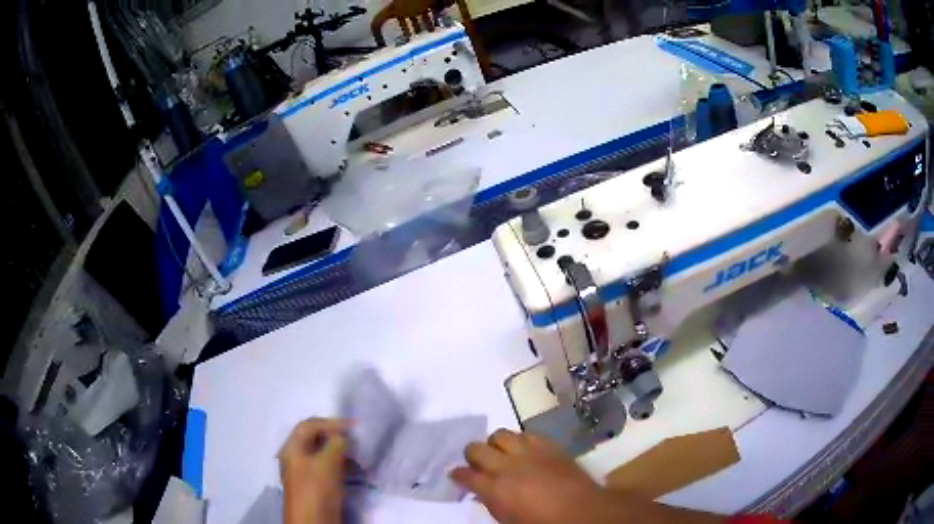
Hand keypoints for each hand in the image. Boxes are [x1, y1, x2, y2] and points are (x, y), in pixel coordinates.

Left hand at [279, 418, 347, 523]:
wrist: (314, 522)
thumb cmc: (317, 489)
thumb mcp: (328, 462)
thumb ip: (336, 443)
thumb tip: (344, 436)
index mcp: (292, 448)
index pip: (310, 425)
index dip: (331, 422)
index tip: (355, 426)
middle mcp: (295, 457)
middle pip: (314, 439)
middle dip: (335, 436)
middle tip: (356, 439)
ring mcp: (304, 472)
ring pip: (322, 454)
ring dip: (340, 451)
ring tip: (358, 455)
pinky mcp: (315, 486)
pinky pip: (327, 468)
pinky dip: (340, 465)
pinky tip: (353, 469)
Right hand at [450, 429, 617, 523]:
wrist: (581, 510)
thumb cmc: (542, 523)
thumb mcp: (508, 521)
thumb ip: (491, 503)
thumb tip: (481, 492)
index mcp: (495, 489)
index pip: (465, 474)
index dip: (457, 474)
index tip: (456, 475)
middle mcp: (507, 466)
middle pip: (475, 448)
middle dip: (472, 455)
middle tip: (477, 463)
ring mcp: (528, 453)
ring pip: (500, 434)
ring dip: (496, 444)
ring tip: (501, 453)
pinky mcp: (548, 445)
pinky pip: (527, 434)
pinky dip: (521, 440)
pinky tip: (524, 450)